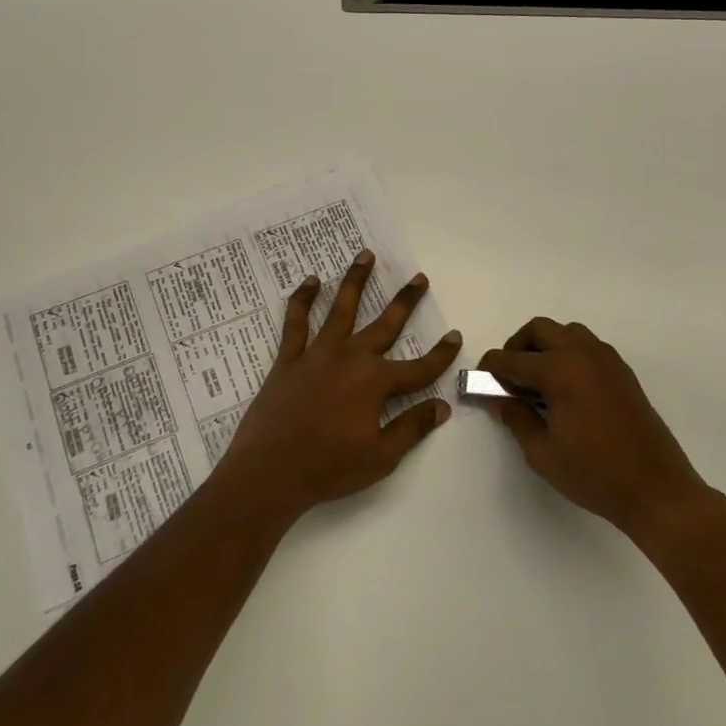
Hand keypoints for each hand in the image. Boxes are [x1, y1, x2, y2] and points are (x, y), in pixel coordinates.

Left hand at [217, 249, 459, 524]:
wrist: (271, 470)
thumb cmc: (329, 467)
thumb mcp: (381, 457)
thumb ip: (412, 428)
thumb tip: (442, 405)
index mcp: (375, 383)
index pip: (419, 368)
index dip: (440, 354)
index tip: (455, 336)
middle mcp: (350, 358)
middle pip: (385, 325)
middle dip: (405, 301)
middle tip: (418, 278)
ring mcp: (317, 354)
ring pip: (342, 309)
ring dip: (355, 281)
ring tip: (365, 255)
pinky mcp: (289, 358)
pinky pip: (296, 321)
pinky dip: (303, 299)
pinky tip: (311, 281)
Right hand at [479, 318, 712, 536]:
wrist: (657, 491)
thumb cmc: (595, 475)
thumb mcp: (542, 453)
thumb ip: (516, 418)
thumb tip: (499, 398)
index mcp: (559, 371)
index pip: (511, 359)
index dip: (490, 368)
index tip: (480, 380)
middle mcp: (582, 354)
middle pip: (539, 329)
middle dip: (517, 347)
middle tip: (508, 376)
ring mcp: (606, 360)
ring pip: (566, 332)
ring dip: (545, 346)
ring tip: (538, 381)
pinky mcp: (622, 372)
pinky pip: (587, 346)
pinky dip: (568, 354)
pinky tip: (565, 389)